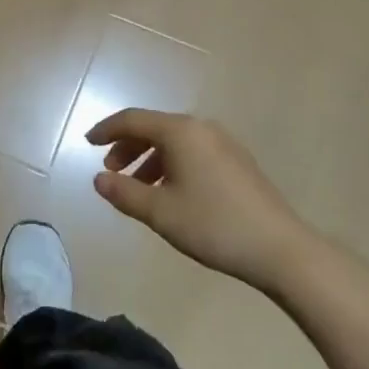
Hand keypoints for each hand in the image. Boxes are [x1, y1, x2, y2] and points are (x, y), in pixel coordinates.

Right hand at [87, 109, 306, 284]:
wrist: (281, 249)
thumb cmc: (213, 225)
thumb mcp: (160, 213)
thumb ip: (124, 193)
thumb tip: (99, 179)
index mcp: (180, 131)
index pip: (132, 120)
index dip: (106, 129)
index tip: (87, 142)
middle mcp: (201, 128)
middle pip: (154, 127)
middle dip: (127, 146)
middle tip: (111, 171)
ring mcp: (223, 143)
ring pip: (174, 141)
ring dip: (149, 158)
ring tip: (138, 188)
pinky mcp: (237, 162)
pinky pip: (192, 151)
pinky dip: (171, 164)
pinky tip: (170, 193)